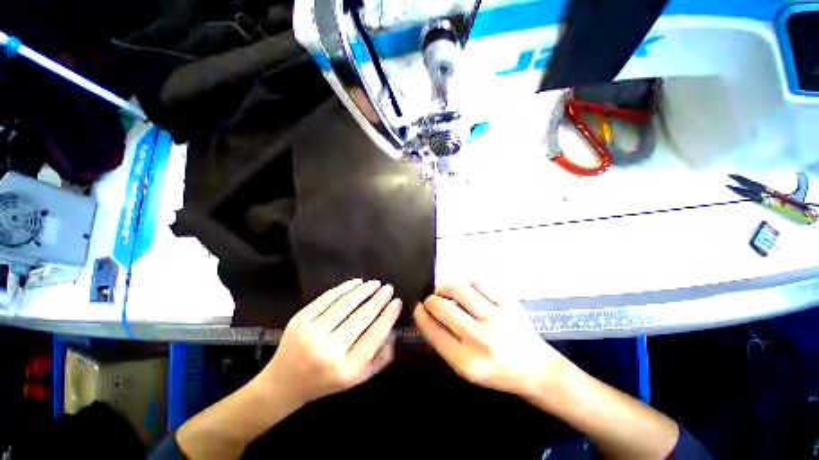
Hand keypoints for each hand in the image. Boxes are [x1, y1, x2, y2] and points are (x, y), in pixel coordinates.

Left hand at [260, 279, 401, 405]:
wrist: (283, 383)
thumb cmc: (325, 382)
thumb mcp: (357, 378)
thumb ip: (380, 358)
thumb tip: (393, 331)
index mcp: (346, 369)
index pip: (375, 335)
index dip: (388, 315)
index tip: (397, 302)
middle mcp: (329, 351)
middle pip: (362, 317)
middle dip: (379, 299)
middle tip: (389, 288)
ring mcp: (311, 333)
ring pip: (345, 303)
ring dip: (364, 290)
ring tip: (375, 283)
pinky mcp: (299, 320)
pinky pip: (327, 298)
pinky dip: (345, 287)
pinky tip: (357, 282)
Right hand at [414, 282, 566, 397]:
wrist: (536, 370)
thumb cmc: (496, 372)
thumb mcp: (466, 369)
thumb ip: (444, 343)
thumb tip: (427, 315)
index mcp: (466, 361)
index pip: (433, 331)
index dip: (420, 316)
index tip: (418, 308)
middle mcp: (480, 339)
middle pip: (442, 307)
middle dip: (430, 300)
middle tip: (431, 300)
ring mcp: (497, 318)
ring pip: (460, 289)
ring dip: (446, 287)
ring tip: (444, 290)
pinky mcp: (509, 305)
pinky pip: (480, 283)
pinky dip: (468, 284)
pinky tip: (467, 290)